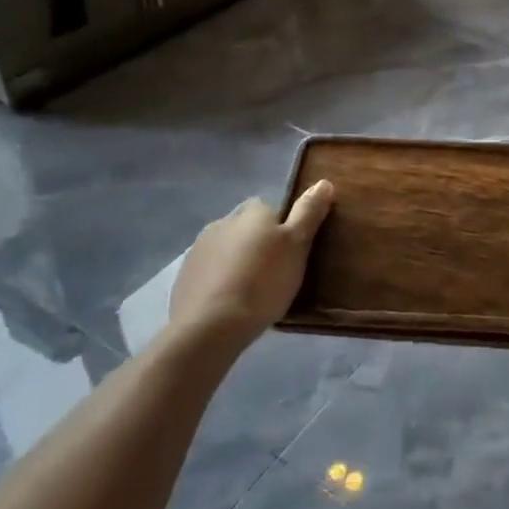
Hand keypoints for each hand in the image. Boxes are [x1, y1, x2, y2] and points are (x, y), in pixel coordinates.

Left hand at [169, 181, 335, 348]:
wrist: (210, 327)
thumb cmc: (263, 282)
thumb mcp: (298, 245)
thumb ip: (309, 212)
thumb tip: (324, 182)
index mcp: (252, 211)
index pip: (270, 208)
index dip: (282, 228)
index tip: (291, 252)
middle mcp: (223, 221)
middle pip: (246, 228)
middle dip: (258, 244)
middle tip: (275, 273)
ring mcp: (198, 250)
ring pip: (227, 249)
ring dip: (238, 262)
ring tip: (252, 292)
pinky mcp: (184, 278)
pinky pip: (209, 273)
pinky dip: (220, 282)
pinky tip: (230, 304)